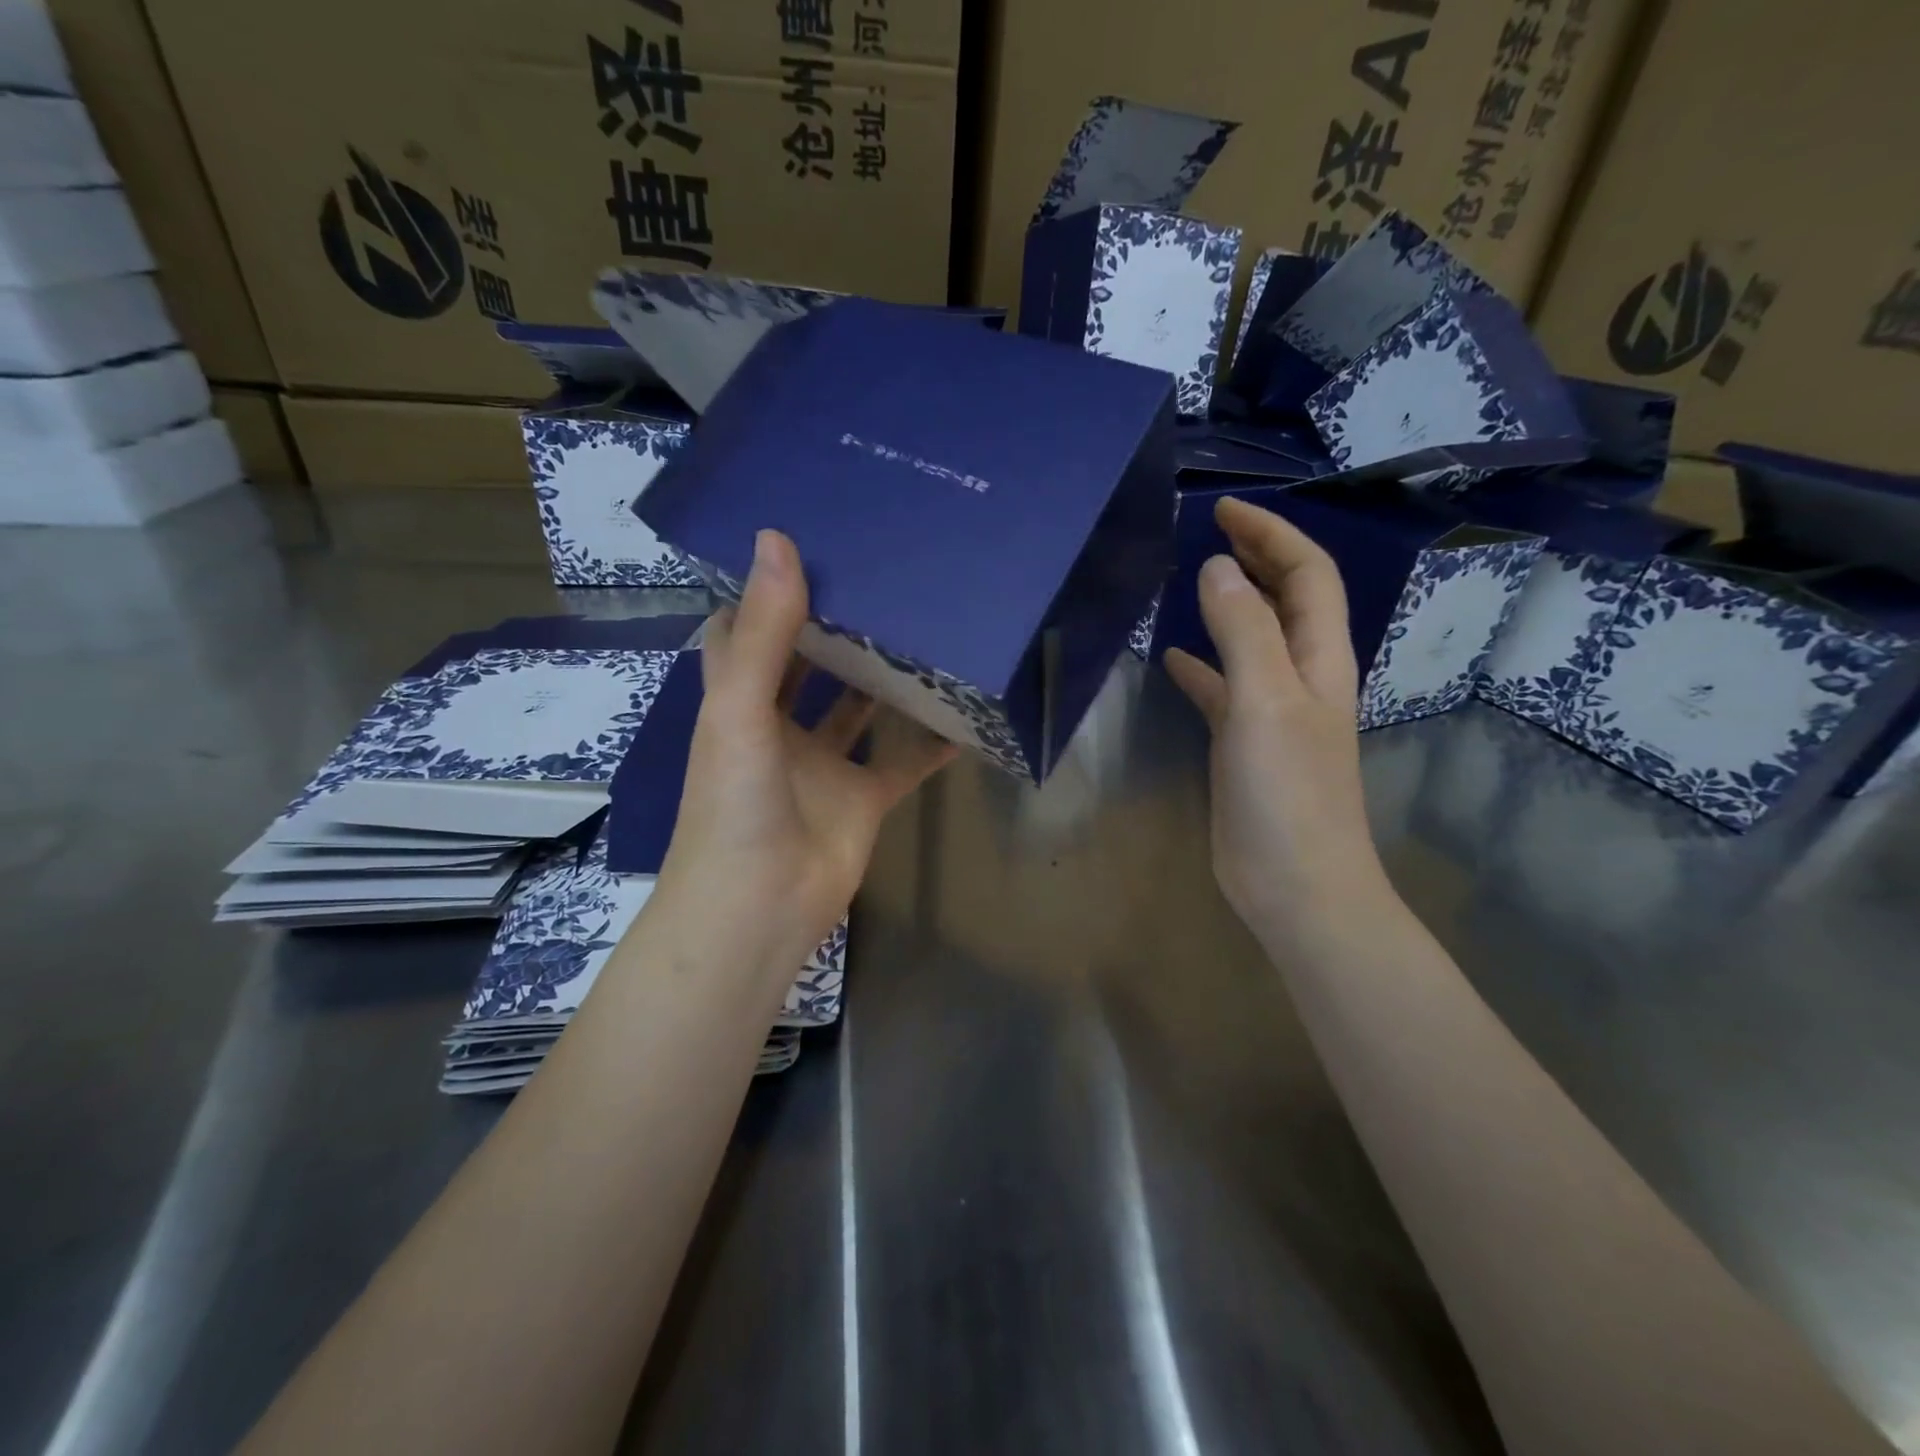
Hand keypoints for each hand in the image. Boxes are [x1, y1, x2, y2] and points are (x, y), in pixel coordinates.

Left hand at [658, 529, 956, 977]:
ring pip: (857, 708)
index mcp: (738, 701)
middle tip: (880, 573)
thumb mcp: (741, 709)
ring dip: (881, 676)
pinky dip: (929, 741)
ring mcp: (823, 764)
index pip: (742, 632)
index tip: (798, 544)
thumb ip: (765, 632)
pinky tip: (961, 710)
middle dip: (834, 625)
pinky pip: (902, 761)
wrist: (760, 908)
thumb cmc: (736, 805)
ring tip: (922, 623)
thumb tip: (777, 539)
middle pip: (807, 664)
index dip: (760, 591)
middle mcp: (779, 726)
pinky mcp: (862, 797)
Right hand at [1163, 497, 1389, 944]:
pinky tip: (1172, 659)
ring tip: (1188, 580)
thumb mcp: (1264, 700)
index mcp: (1318, 657)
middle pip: (1285, 600)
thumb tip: (1217, 565)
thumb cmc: (1287, 791)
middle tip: (1209, 530)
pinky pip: (1223, 689)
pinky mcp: (1244, 744)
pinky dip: (1201, 666)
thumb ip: (1242, 631)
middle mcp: (1301, 676)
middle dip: (1256, 558)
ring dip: (1228, 605)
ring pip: (1252, 641)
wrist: (1295, 884)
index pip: (1306, 575)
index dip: (1272, 535)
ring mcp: (1272, 712)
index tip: (1224, 510)